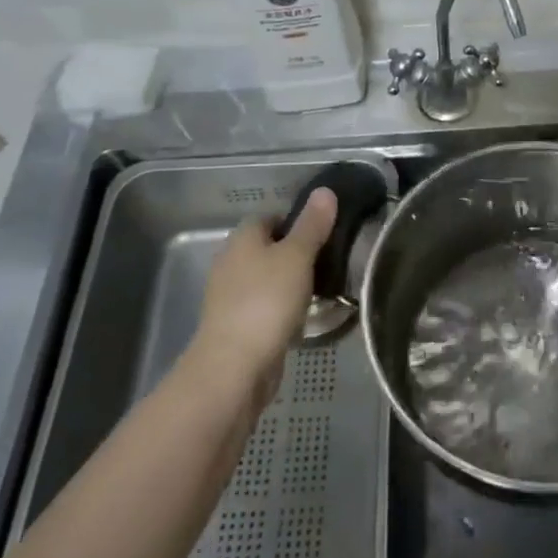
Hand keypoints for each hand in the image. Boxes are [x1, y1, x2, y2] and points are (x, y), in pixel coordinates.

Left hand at [186, 188, 337, 400]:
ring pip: (266, 279)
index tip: (323, 232)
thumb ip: (312, 225)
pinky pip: (264, 306)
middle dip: (295, 253)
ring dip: (289, 282)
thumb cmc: (267, 301)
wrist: (234, 367)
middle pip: (267, 248)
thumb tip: (324, 190)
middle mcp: (230, 263)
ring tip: (321, 289)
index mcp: (241, 239)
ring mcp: (230, 297)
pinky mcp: (236, 326)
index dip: (295, 221)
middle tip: (328, 260)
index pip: (269, 217)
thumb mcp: (297, 256)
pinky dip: (282, 308)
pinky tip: (302, 318)